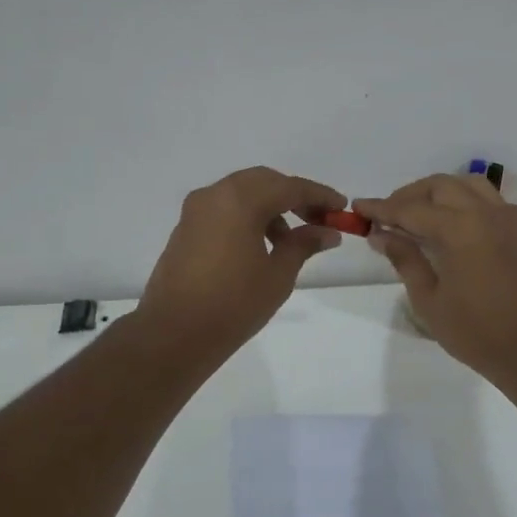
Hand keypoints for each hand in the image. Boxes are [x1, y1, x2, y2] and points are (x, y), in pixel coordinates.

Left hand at [138, 167, 346, 354]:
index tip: (342, 208)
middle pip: (264, 182)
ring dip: (270, 207)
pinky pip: (224, 209)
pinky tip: (261, 246)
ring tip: (289, 241)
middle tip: (318, 220)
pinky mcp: (186, 228)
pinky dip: (248, 217)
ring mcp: (196, 210)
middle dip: (294, 197)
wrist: (174, 334)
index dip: (320, 196)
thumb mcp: (278, 274)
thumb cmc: (233, 304)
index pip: (290, 187)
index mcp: (240, 200)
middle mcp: (215, 195)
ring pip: (242, 193)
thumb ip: (304, 244)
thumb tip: (327, 232)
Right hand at [353, 174, 516, 378]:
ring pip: (466, 184)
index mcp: (459, 229)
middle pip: (439, 186)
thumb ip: (405, 258)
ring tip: (417, 212)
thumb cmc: (474, 330)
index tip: (358, 208)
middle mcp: (484, 213)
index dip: (381, 208)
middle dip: (408, 195)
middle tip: (386, 215)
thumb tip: (381, 234)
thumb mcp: (428, 298)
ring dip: (438, 191)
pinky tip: (453, 220)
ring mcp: (505, 218)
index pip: (411, 209)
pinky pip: (489, 198)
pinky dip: (466, 199)